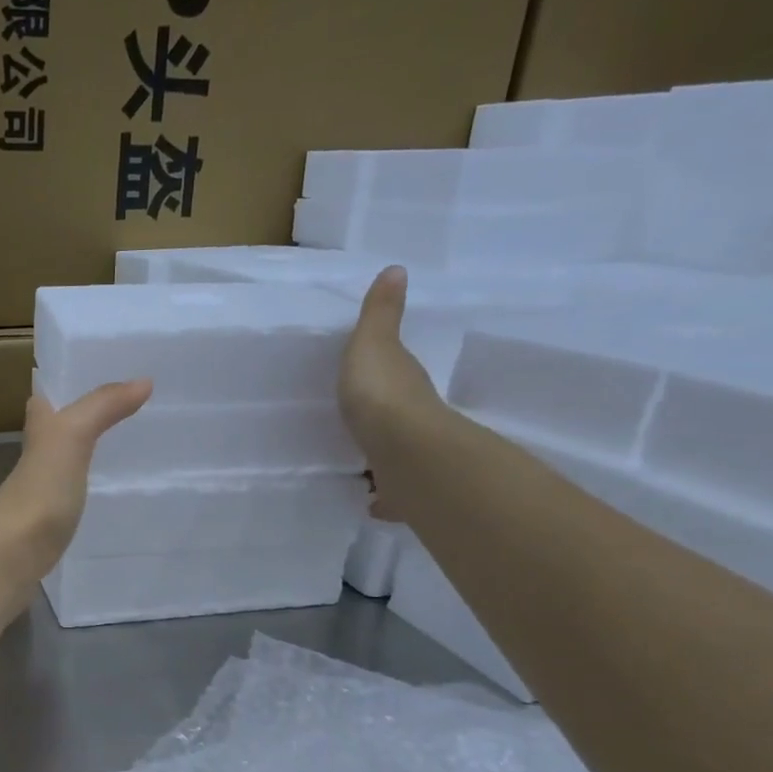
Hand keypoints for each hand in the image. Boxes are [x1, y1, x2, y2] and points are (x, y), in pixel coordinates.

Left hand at [0, 379, 153, 580]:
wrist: (13, 553)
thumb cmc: (40, 489)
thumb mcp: (71, 436)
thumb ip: (102, 407)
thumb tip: (143, 382)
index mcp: (38, 427)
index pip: (50, 392)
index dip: (72, 380)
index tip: (107, 370)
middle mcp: (37, 453)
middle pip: (61, 424)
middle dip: (89, 414)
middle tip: (133, 406)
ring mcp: (44, 487)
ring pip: (69, 458)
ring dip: (93, 449)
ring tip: (134, 443)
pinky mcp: (53, 519)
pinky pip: (77, 492)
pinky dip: (94, 485)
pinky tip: (116, 489)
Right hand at [339, 266, 446, 521]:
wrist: (405, 453)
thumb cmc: (383, 394)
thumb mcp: (372, 344)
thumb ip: (379, 315)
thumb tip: (397, 269)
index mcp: (404, 384)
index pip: (397, 375)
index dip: (384, 376)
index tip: (365, 381)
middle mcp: (415, 420)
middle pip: (398, 419)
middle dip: (383, 424)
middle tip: (357, 428)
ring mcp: (411, 457)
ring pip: (396, 457)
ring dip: (384, 461)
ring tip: (357, 466)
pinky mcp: (405, 491)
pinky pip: (392, 495)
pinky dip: (384, 498)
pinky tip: (368, 502)